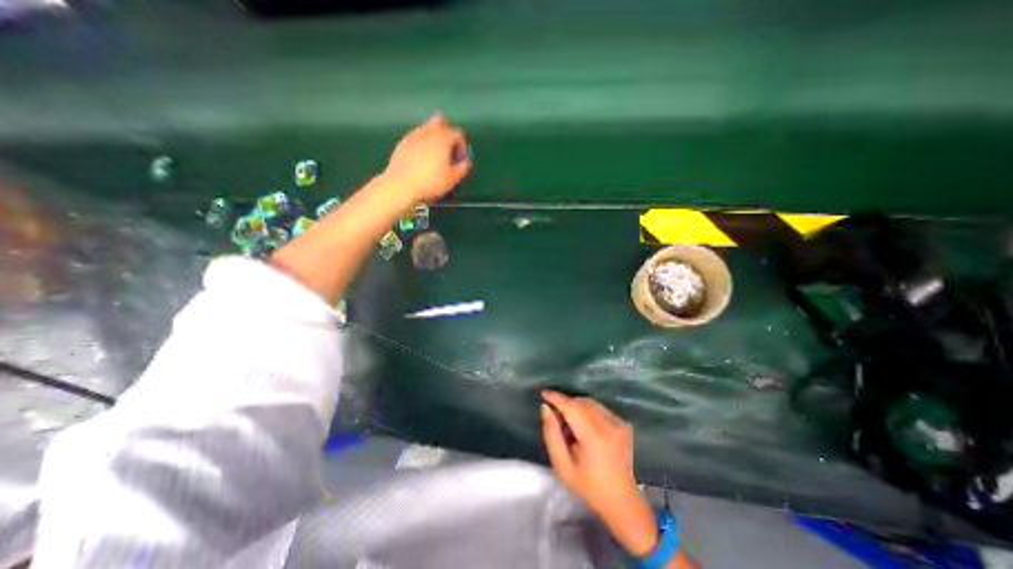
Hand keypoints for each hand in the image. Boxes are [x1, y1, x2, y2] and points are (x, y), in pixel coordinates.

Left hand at [384, 114, 470, 203]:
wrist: (401, 186)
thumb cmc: (430, 182)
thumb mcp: (452, 179)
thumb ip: (462, 168)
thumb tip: (465, 162)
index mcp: (443, 139)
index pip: (458, 134)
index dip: (462, 146)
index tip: (459, 159)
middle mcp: (428, 132)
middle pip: (440, 121)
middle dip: (446, 132)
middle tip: (447, 150)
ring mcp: (413, 136)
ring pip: (426, 128)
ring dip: (433, 137)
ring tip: (434, 156)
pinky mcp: (402, 143)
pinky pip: (415, 137)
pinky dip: (421, 143)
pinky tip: (421, 158)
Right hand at [542, 391, 633, 514]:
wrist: (620, 499)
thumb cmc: (587, 485)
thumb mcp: (561, 466)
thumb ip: (551, 434)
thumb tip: (546, 408)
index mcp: (594, 438)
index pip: (572, 408)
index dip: (557, 398)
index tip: (544, 392)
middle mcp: (609, 426)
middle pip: (581, 402)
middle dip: (566, 403)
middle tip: (556, 417)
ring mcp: (619, 423)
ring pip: (590, 402)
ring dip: (576, 406)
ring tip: (571, 424)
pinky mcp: (624, 423)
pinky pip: (599, 408)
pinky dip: (588, 410)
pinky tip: (585, 426)